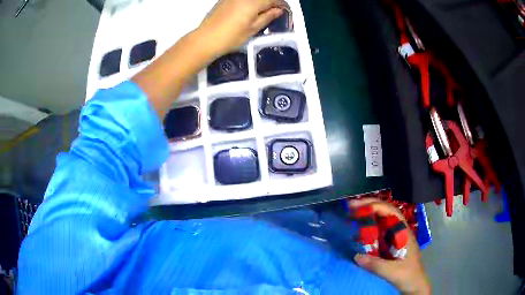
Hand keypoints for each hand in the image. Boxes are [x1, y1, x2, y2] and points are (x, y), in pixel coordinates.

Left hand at [197, 0, 285, 57]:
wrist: (206, 39)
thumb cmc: (231, 37)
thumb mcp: (253, 29)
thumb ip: (267, 17)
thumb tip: (278, 10)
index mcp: (253, 2)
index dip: (281, 4)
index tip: (285, 11)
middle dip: (270, 2)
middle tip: (274, 11)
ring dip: (260, 2)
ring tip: (262, 11)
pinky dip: (249, 2)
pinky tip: (249, 9)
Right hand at [349, 198, 431, 294]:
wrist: (414, 285)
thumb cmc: (408, 276)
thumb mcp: (393, 272)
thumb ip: (376, 265)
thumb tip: (356, 256)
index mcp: (404, 233)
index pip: (391, 212)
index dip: (375, 206)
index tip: (358, 207)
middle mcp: (399, 231)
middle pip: (385, 213)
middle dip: (369, 207)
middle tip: (351, 207)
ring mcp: (395, 238)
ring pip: (381, 222)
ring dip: (368, 217)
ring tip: (352, 215)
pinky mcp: (390, 246)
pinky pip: (378, 233)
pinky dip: (368, 230)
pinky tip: (357, 234)